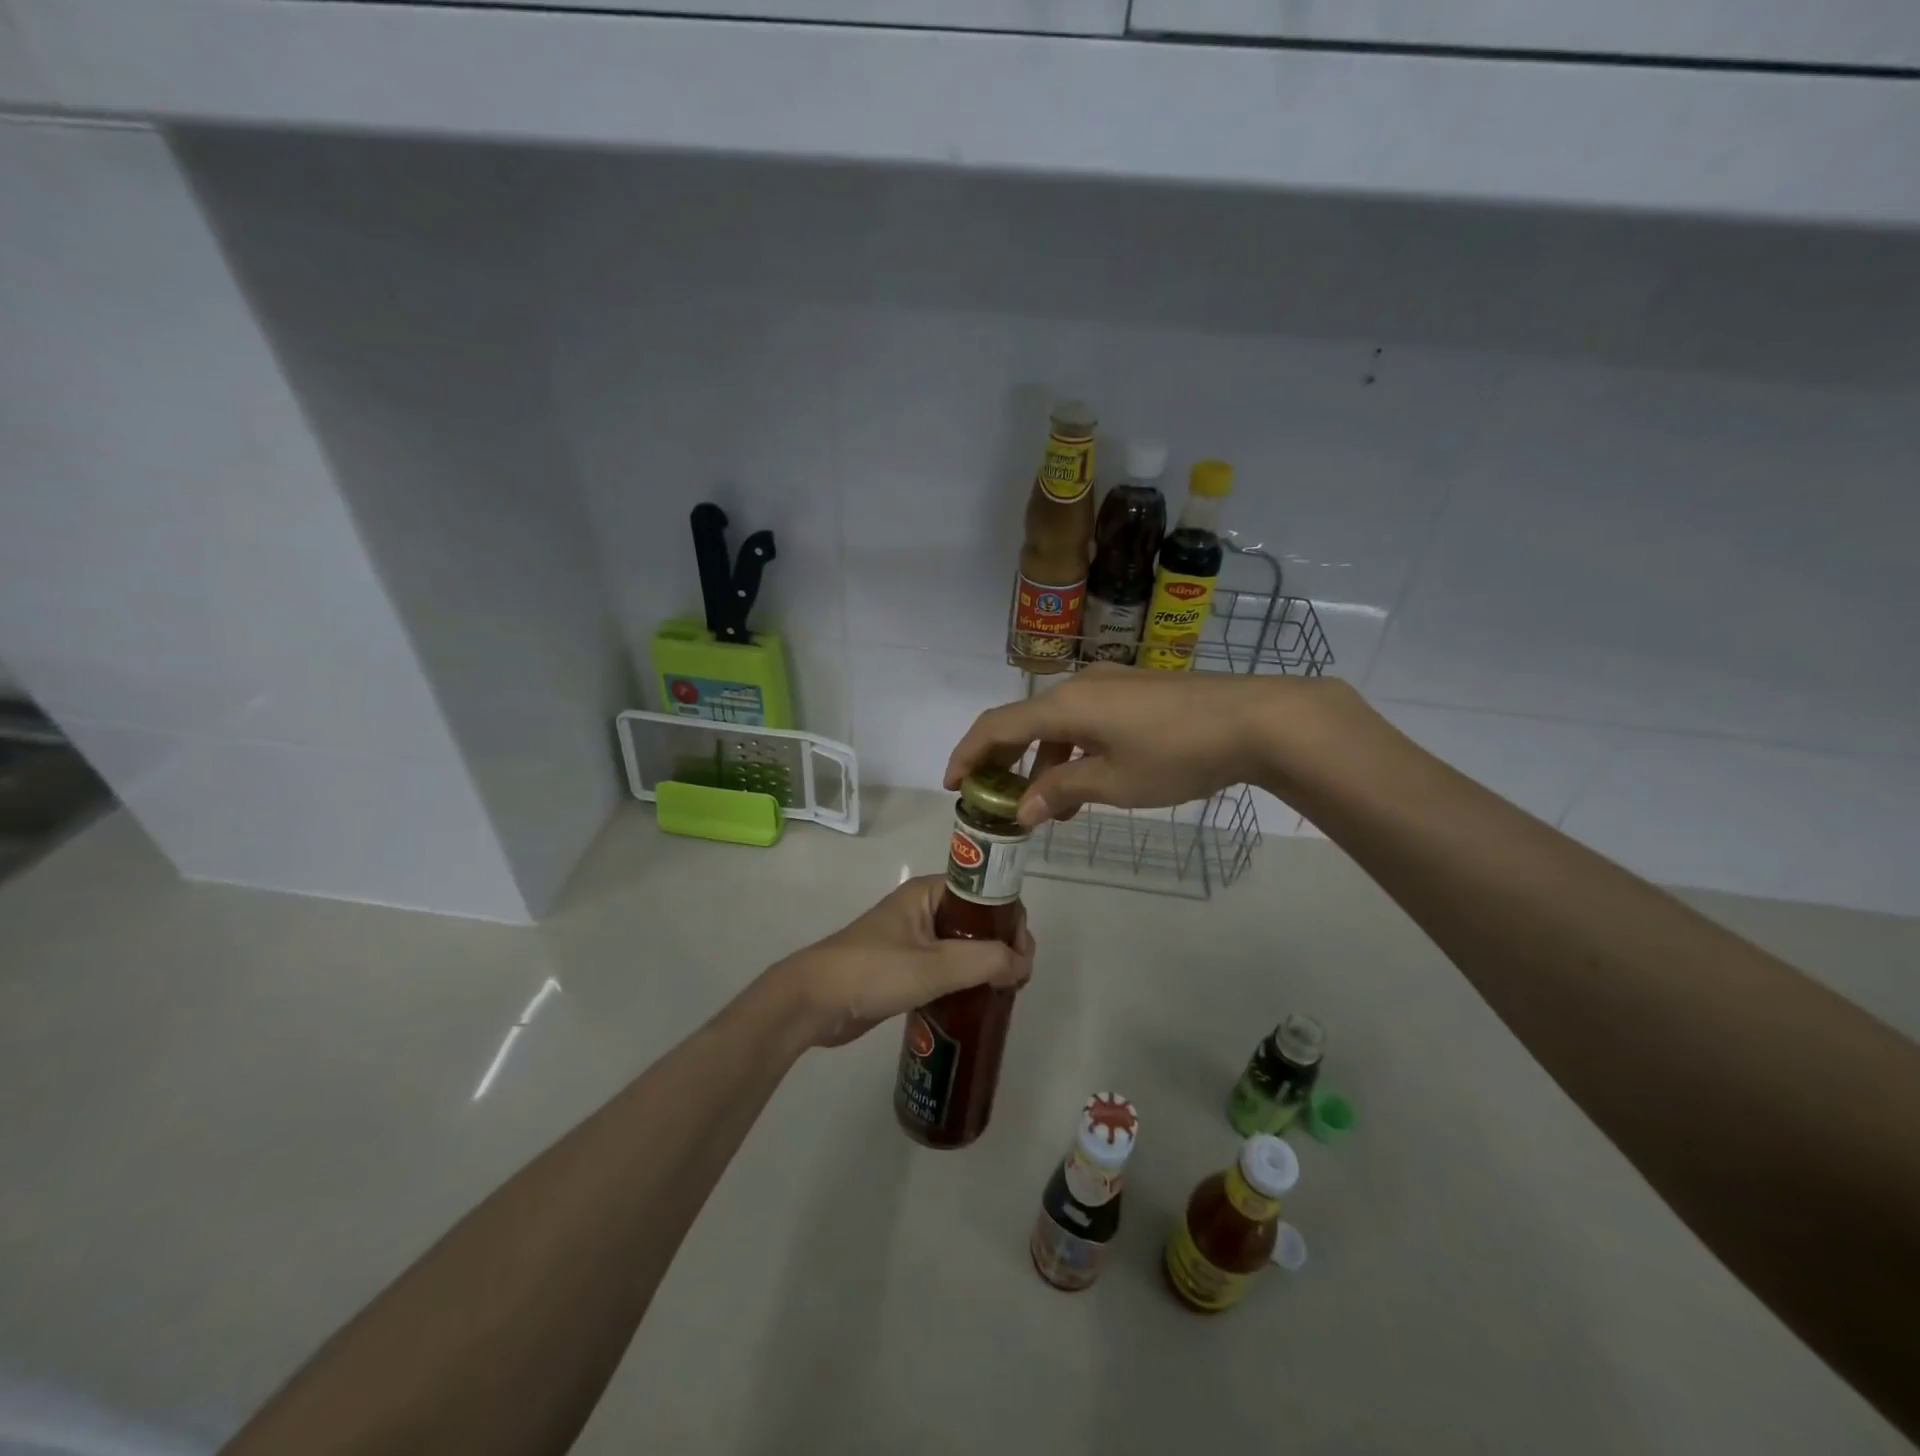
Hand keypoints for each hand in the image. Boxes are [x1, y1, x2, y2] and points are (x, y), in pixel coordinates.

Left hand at [765, 876, 1034, 1048]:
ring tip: (1003, 994)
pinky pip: (946, 968)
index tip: (1022, 955)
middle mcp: (923, 910)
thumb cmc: (873, 971)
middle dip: (1002, 946)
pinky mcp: (904, 969)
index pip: (986, 893)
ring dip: (985, 966)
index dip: (1011, 919)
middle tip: (1016, 981)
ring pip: (963, 947)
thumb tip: (1022, 964)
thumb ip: (985, 961)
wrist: (813, 1003)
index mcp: (929, 893)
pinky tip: (976, 1004)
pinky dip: (965, 981)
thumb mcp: (934, 965)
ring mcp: (913, 940)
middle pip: (978, 921)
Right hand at [945, 664, 1350, 826]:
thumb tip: (1021, 811)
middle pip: (1022, 722)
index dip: (969, 754)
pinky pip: (1084, 721)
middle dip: (1002, 761)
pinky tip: (1084, 781)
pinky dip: (1070, 751)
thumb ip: (1061, 792)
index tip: (953, 786)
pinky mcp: (1135, 693)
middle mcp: (1079, 687)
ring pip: (1056, 724)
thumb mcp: (1113, 782)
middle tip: (991, 798)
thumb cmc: (1176, 754)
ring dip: (1041, 762)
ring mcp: (1110, 686)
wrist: (1257, 719)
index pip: (997, 726)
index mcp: (1064, 706)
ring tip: (1044, 807)